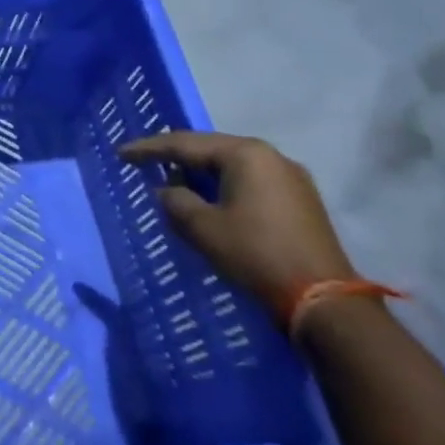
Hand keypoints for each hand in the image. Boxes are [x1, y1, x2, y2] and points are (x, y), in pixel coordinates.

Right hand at [119, 131, 352, 316]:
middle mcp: (271, 156)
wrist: (324, 301)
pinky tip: (209, 200)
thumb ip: (175, 201)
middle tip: (145, 163)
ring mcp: (291, 178)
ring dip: (201, 175)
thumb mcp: (202, 227)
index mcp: (245, 154)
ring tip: (173, 183)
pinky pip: (250, 182)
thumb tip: (168, 191)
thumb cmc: (255, 254)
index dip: (149, 149)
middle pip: (211, 150)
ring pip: (232, 166)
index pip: (184, 144)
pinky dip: (224, 187)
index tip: (121, 153)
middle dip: (176, 158)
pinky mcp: (300, 202)